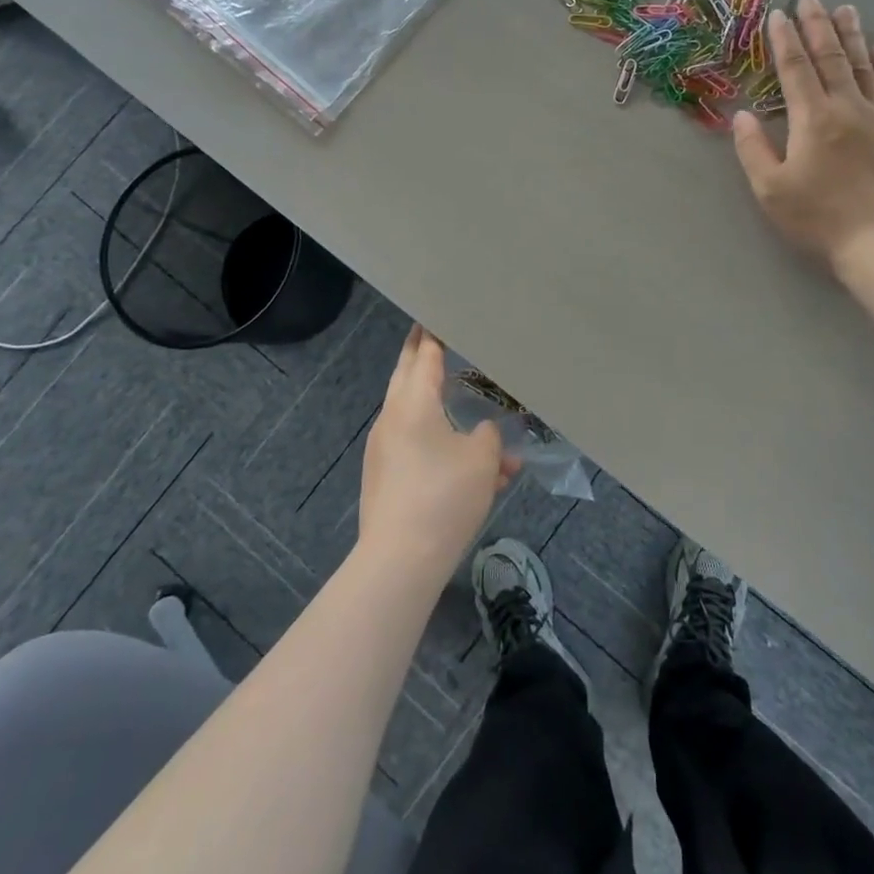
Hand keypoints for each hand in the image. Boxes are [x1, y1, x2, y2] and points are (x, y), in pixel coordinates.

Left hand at [359, 326, 518, 574]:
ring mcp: (384, 450)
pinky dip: (439, 443)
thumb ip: (489, 437)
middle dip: (421, 355)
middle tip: (432, 334)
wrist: (400, 560)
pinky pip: (416, 447)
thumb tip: (484, 433)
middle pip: (407, 376)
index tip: (436, 313)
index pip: (424, 356)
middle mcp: (392, 419)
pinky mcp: (386, 478)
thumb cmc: (444, 496)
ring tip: (464, 401)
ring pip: (415, 415)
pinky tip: (473, 468)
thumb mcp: (482, 460)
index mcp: (413, 404)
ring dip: (439, 406)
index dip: (432, 334)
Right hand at [732, 0, 873, 270]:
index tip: (778, 15)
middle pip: (830, 58)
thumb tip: (742, 115)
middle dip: (818, 26)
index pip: (796, 70)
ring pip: (863, 67)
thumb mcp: (771, 189)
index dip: (784, 41)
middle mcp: (847, 108)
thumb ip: (753, 149)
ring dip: (852, 36)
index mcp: (812, 119)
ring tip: (845, 10)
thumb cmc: (819, 218)